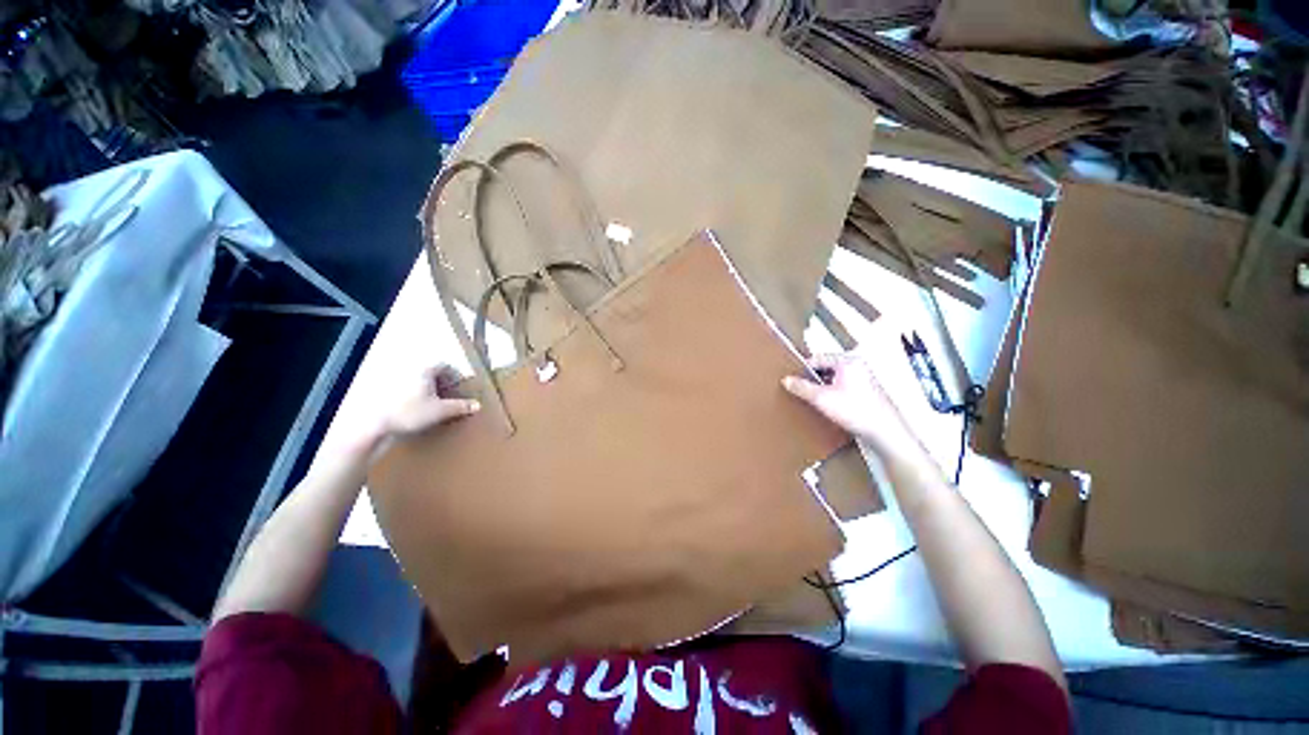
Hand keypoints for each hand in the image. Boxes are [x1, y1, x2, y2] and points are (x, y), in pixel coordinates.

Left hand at [382, 364, 480, 437]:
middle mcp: (411, 373)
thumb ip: (461, 406)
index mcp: (425, 371)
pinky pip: (410, 392)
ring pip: (421, 383)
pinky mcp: (390, 396)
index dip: (455, 375)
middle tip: (453, 396)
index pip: (445, 366)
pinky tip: (423, 412)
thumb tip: (476, 405)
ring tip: (439, 406)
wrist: (378, 426)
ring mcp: (398, 384)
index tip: (461, 386)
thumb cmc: (410, 413)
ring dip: (432, 392)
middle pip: (433, 374)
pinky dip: (420, 398)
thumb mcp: (441, 411)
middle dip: (444, 384)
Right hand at [783, 354, 924, 460]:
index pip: (817, 358)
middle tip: (801, 389)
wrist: (885, 432)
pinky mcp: (866, 392)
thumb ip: (801, 387)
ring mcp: (864, 379)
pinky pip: (843, 387)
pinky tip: (828, 406)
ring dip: (822, 387)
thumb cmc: (857, 412)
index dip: (803, 369)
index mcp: (848, 361)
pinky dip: (833, 393)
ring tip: (813, 399)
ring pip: (834, 378)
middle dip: (813, 378)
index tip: (792, 379)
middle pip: (826, 367)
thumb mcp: (821, 399)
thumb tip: (787, 380)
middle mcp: (858, 366)